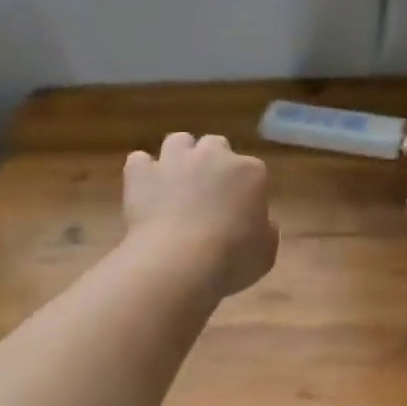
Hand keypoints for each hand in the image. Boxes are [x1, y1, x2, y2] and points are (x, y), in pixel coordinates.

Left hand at [124, 133, 278, 297]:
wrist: (179, 263)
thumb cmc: (232, 260)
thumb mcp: (266, 252)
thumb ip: (265, 230)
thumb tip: (259, 223)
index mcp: (249, 171)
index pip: (252, 170)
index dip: (246, 190)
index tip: (241, 211)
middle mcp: (212, 155)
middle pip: (215, 146)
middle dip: (213, 163)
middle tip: (208, 194)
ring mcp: (173, 160)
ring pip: (178, 141)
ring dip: (179, 157)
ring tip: (176, 183)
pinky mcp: (140, 173)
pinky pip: (140, 161)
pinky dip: (143, 173)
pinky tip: (146, 190)